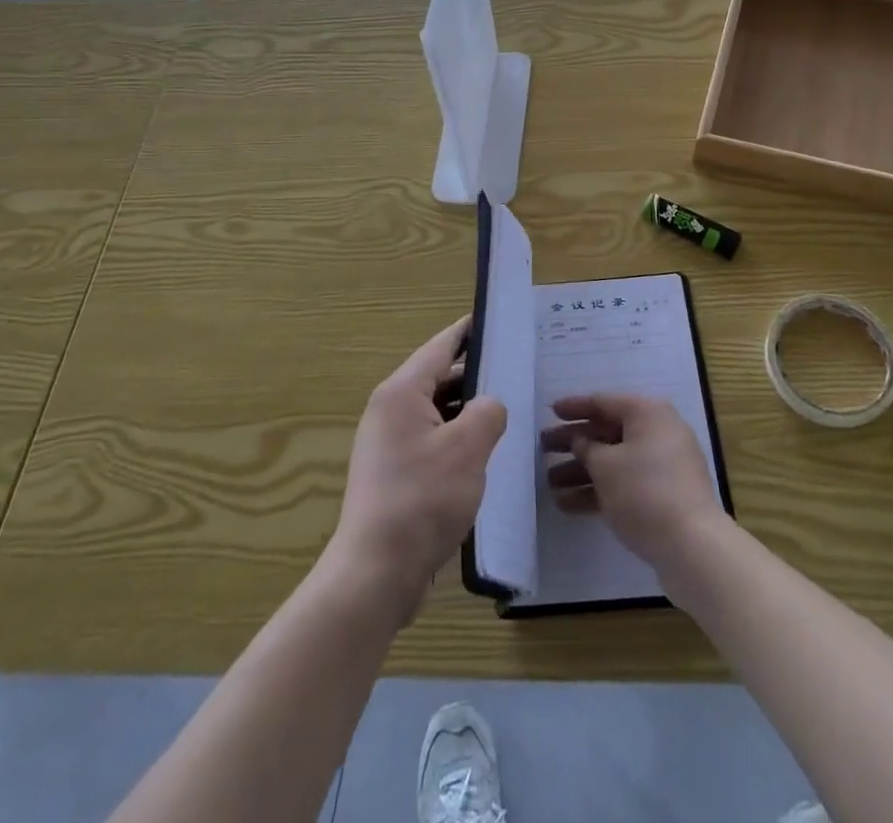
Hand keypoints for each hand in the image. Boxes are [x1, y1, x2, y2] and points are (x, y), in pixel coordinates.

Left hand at [328, 317, 506, 626]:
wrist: (376, 573)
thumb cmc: (423, 499)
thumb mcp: (468, 448)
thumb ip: (488, 412)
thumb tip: (489, 407)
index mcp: (401, 392)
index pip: (441, 346)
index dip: (468, 331)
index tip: (495, 319)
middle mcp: (389, 410)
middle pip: (437, 378)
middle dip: (475, 376)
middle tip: (516, 372)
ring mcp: (387, 444)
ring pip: (435, 413)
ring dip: (466, 412)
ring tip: (506, 412)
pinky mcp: (392, 474)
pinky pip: (430, 441)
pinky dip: (455, 439)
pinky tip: (482, 455)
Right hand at [542, 393, 726, 573]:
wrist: (693, 546)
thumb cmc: (644, 491)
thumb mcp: (606, 466)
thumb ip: (587, 448)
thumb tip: (582, 442)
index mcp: (647, 413)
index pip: (603, 402)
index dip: (574, 407)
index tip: (550, 411)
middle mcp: (657, 432)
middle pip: (607, 432)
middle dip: (574, 442)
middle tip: (543, 448)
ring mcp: (662, 466)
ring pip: (614, 461)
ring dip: (582, 471)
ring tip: (548, 484)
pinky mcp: (663, 495)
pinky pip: (624, 484)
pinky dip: (599, 491)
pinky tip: (567, 505)